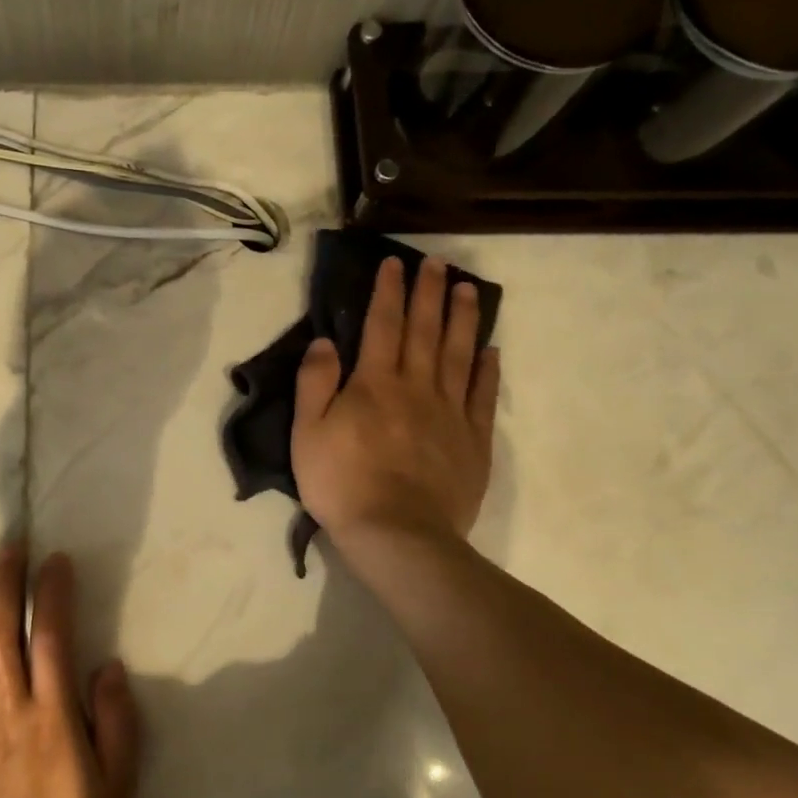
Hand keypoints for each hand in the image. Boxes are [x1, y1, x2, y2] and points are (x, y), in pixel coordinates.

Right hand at [291, 255, 500, 564]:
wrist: (396, 534)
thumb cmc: (342, 483)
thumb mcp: (307, 433)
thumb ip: (315, 383)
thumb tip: (325, 341)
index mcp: (374, 383)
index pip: (382, 325)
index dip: (388, 291)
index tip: (396, 263)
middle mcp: (416, 387)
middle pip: (425, 330)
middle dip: (429, 293)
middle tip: (438, 262)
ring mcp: (450, 412)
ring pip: (458, 354)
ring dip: (463, 319)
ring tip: (469, 290)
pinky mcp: (472, 440)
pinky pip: (482, 396)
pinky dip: (487, 370)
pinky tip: (490, 350)